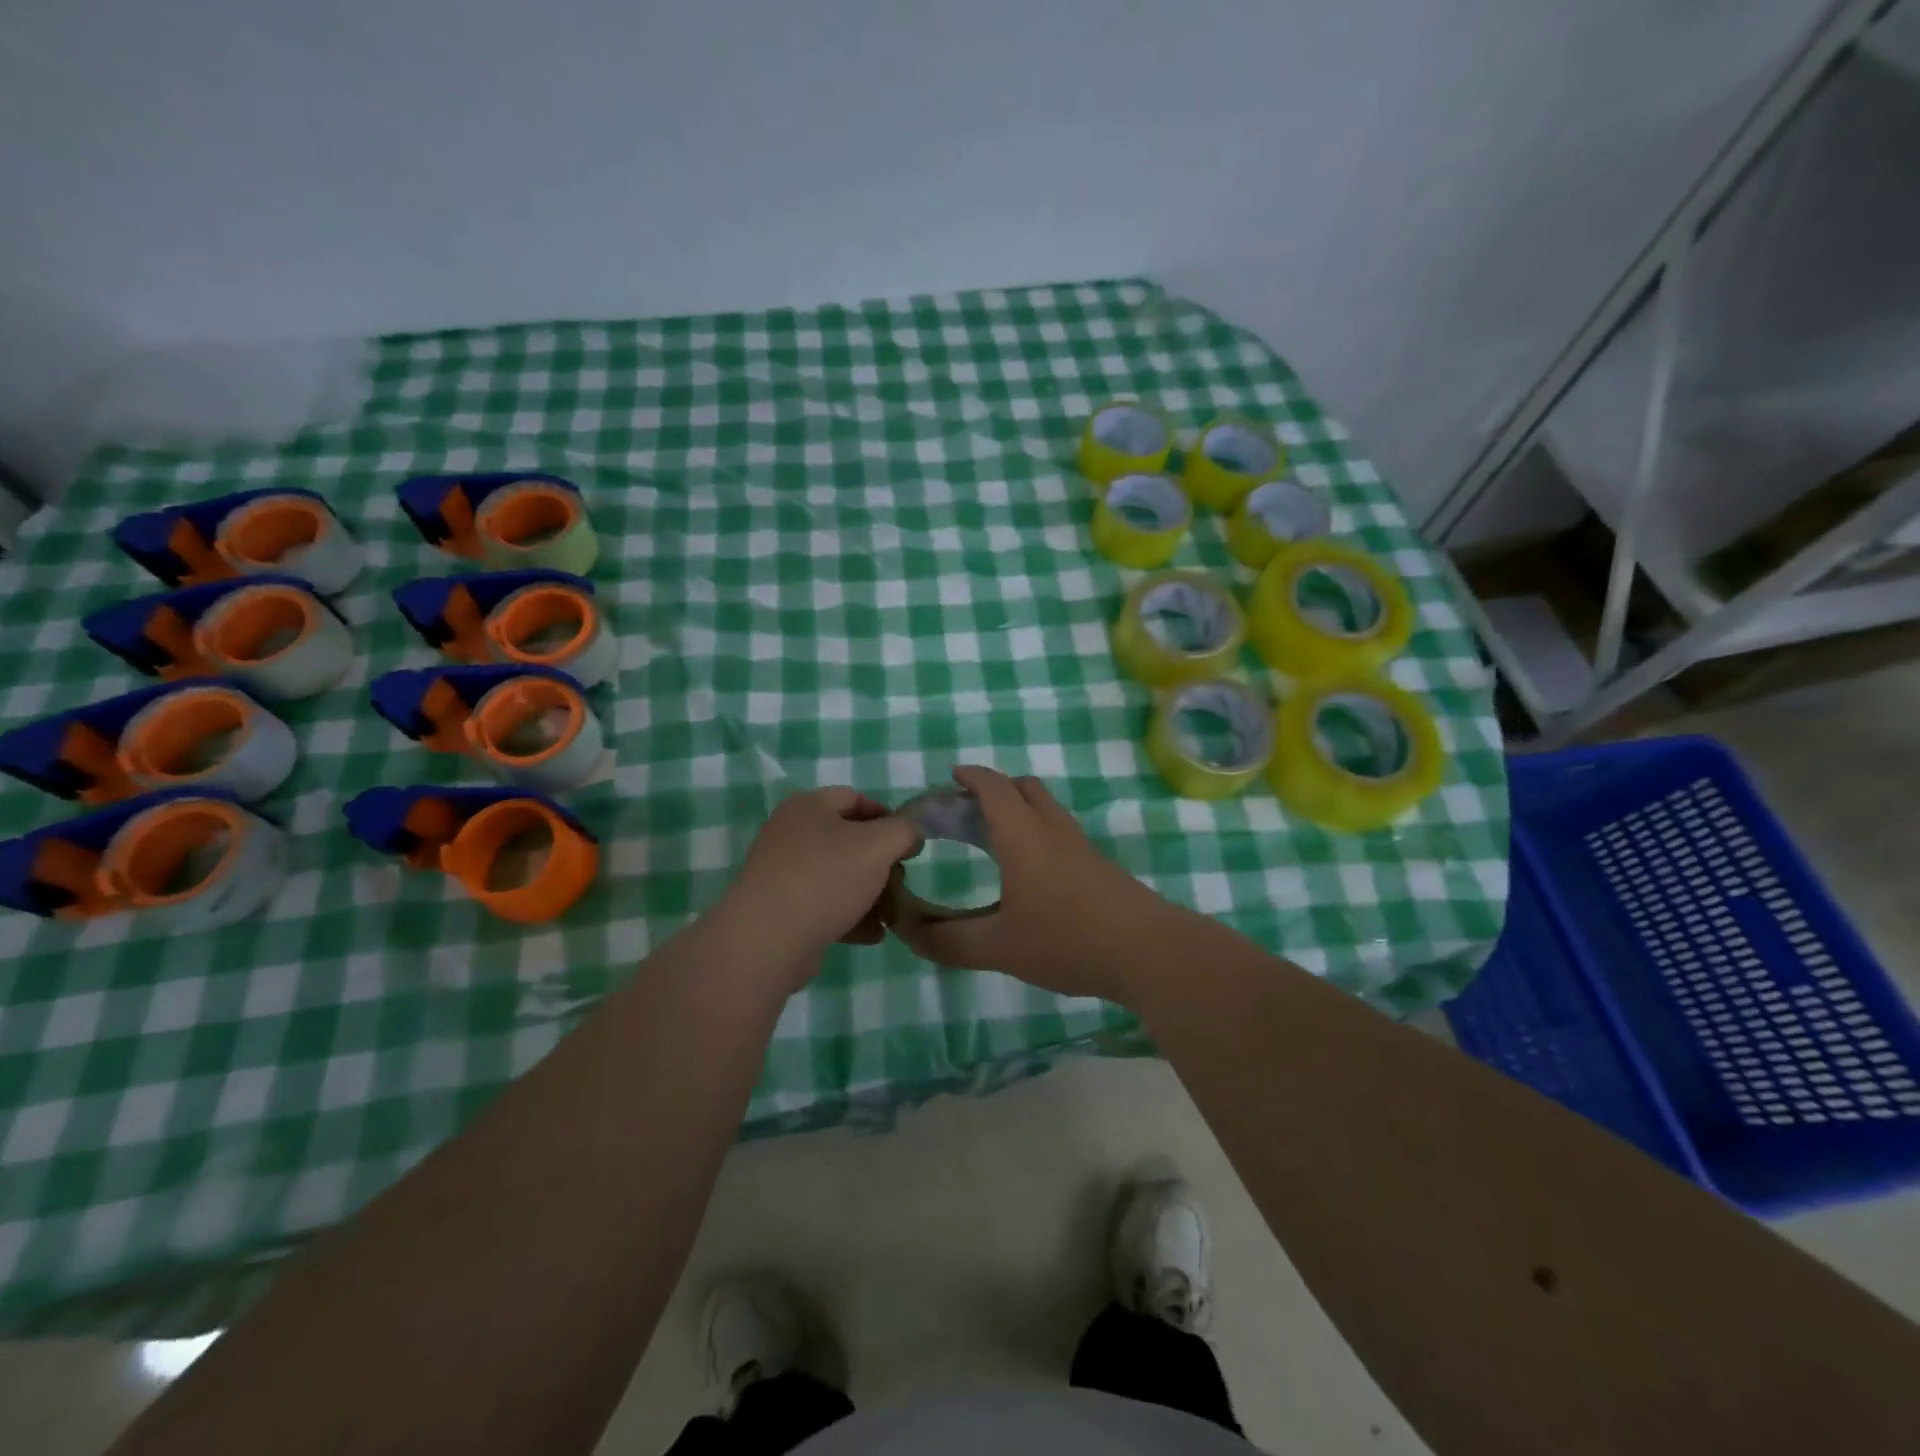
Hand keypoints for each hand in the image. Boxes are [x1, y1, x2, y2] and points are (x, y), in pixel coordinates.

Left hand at [722, 787, 921, 961]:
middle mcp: (791, 833)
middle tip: (900, 880)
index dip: (888, 817)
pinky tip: (872, 934)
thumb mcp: (879, 845)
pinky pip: (823, 905)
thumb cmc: (826, 878)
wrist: (767, 939)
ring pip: (837, 876)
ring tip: (890, 914)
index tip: (909, 843)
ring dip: (868, 893)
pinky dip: (849, 916)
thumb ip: (904, 832)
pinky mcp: (780, 909)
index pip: (856, 798)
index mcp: (809, 806)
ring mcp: (782, 872)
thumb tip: (909, 835)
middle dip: (880, 861)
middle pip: (847, 839)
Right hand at [882, 766, 1175, 1002]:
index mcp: (1022, 836)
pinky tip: (1028, 869)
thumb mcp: (998, 947)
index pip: (993, 787)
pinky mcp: (1097, 865)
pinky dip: (1036, 830)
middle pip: (1023, 788)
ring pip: (1045, 807)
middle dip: (993, 788)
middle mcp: (1051, 829)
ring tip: (993, 837)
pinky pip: (1058, 830)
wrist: (1148, 952)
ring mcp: (1079, 845)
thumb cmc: (1067, 940)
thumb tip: (906, 931)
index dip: (971, 776)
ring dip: (1018, 807)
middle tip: (967, 810)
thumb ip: (947, 940)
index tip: (952, 776)